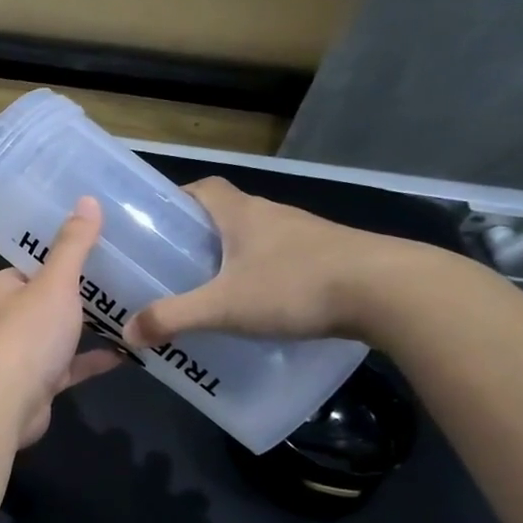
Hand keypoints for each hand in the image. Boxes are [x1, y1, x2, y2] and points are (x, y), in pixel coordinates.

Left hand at [0, 197, 123, 447]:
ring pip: (59, 333)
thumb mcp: (55, 282)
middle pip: (47, 299)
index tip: (98, 247)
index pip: (32, 266)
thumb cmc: (28, 333)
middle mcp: (6, 318)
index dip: (60, 258)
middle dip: (80, 293)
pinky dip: (94, 359)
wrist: (8, 402)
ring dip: (88, 326)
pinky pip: (70, 365)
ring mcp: (22, 353)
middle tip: (124, 276)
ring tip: (131, 309)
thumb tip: (87, 199)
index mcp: (1, 289)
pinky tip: (128, 351)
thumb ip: (73, 245)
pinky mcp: (38, 382)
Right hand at [125, 177, 428, 348]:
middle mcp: (273, 215)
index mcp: (241, 213)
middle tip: (176, 265)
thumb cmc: (296, 286)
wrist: (394, 292)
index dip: (178, 200)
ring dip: (237, 255)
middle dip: (200, 235)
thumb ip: (173, 318)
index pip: (203, 188)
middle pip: (228, 213)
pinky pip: (287, 258)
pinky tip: (264, 304)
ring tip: (216, 288)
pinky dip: (269, 273)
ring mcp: (308, 235)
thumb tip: (128, 334)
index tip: (159, 223)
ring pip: (259, 237)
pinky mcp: (335, 257)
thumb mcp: (223, 307)